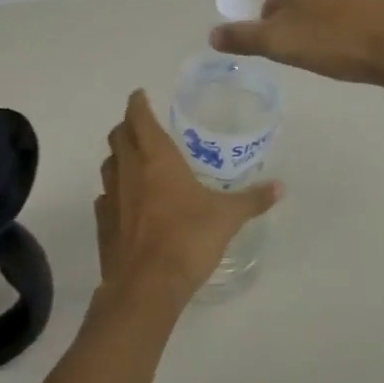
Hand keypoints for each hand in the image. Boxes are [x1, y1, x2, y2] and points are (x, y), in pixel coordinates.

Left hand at [95, 90, 278, 308]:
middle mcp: (129, 170)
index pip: (139, 118)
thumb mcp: (227, 217)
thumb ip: (252, 200)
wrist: (146, 286)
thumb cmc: (188, 239)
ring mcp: (111, 197)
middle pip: (118, 136)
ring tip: (134, 159)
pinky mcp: (103, 224)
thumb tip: (280, 187)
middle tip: (141, 125)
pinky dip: (113, 190)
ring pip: (108, 164)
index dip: (137, 103)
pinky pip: (104, 196)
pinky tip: (126, 200)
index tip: (140, 95)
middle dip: (127, 126)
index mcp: (156, 158)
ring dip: (118, 156)